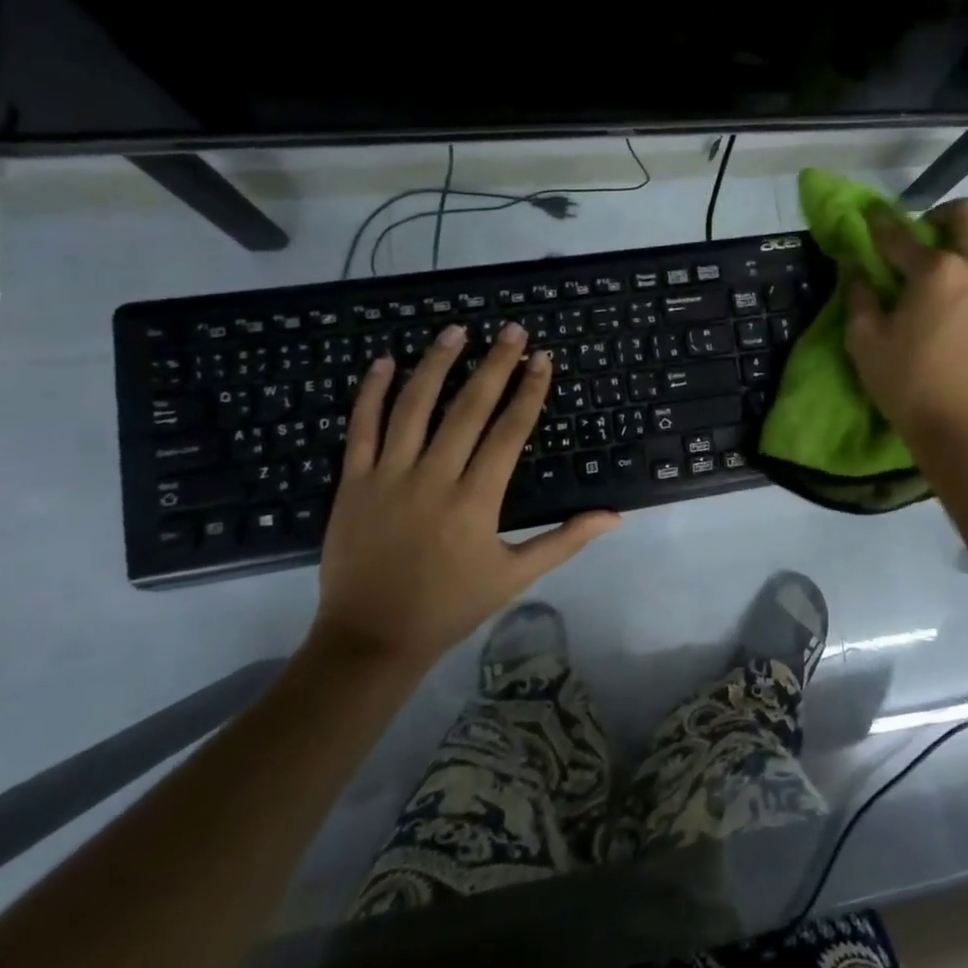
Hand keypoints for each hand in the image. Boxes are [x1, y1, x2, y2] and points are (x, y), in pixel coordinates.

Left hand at [310, 324, 619, 666]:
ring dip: (437, 364)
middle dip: (494, 364)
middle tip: (511, 330)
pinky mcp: (353, 482)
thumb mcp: (516, 577)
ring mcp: (388, 476)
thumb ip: (565, 540)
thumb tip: (615, 516)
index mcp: (475, 501)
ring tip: (457, 331)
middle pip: (468, 408)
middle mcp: (434, 478)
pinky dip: (372, 392)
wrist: (371, 638)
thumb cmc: (451, 605)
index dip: (529, 392)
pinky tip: (386, 361)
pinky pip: (361, 428)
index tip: (542, 359)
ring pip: (414, 407)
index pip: (509, 432)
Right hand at [845, 198, 967, 444]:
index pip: (900, 235)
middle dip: (940, 217)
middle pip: (967, 214)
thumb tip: (859, 272)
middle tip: (923, 240)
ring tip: (959, 265)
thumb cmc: (910, 385)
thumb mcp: (866, 343)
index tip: (871, 220)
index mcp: (935, 271)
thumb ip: (860, 299)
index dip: (880, 225)